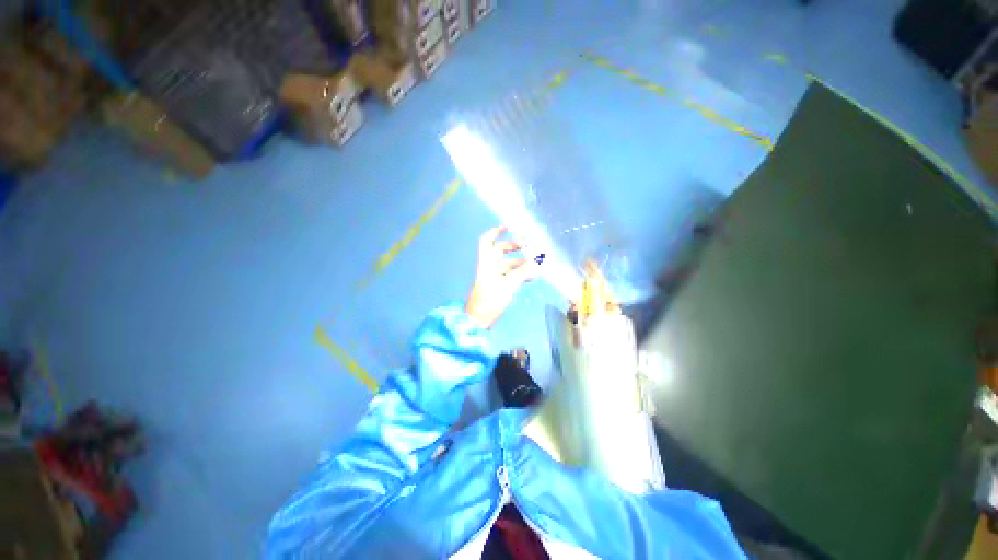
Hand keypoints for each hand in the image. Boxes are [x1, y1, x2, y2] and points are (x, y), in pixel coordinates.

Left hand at [465, 226, 536, 328]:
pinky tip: (531, 276)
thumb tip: (537, 261)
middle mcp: (489, 267)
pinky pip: (510, 275)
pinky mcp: (497, 286)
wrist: (478, 320)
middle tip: (528, 246)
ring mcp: (493, 277)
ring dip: (521, 263)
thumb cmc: (489, 301)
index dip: (496, 231)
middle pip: (500, 251)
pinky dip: (520, 273)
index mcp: (487, 263)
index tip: (509, 226)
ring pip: (508, 264)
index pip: (487, 241)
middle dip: (514, 246)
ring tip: (536, 265)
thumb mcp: (507, 285)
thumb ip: (522, 273)